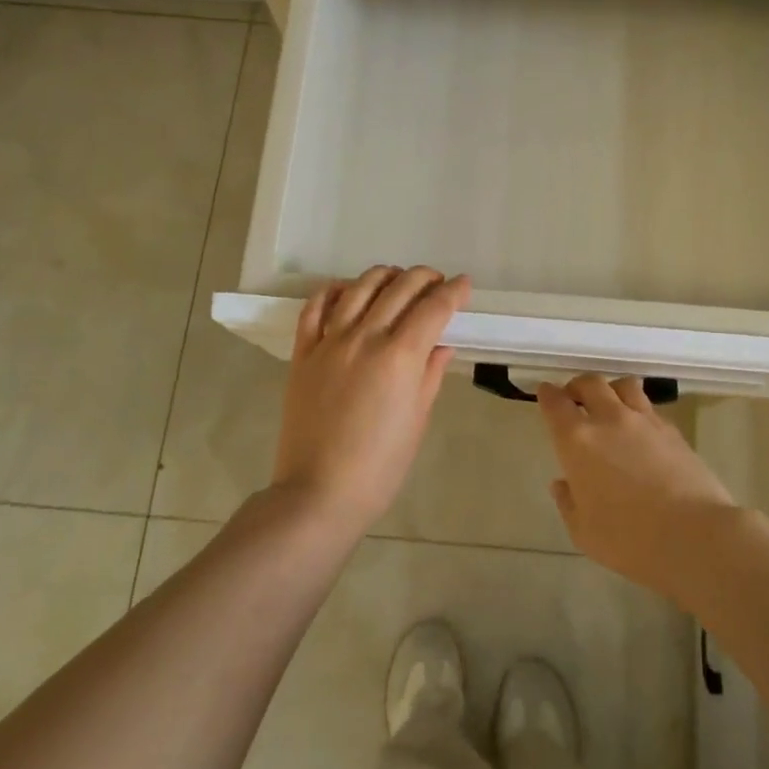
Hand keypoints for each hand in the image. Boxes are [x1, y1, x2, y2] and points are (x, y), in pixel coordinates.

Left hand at [272, 265, 470, 533]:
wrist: (318, 492)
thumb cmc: (379, 466)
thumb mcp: (417, 420)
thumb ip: (430, 375)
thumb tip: (441, 345)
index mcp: (400, 357)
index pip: (433, 308)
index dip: (453, 292)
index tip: (464, 285)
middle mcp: (365, 337)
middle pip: (400, 288)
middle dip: (425, 278)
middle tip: (437, 283)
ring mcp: (330, 341)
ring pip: (359, 288)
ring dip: (384, 276)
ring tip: (397, 280)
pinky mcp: (303, 352)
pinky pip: (315, 308)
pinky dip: (333, 291)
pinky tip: (347, 290)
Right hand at [538, 375, 738, 598]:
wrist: (694, 536)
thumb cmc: (629, 540)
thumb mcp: (583, 532)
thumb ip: (568, 502)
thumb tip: (563, 483)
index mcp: (577, 441)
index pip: (556, 403)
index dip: (548, 394)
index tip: (545, 393)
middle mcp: (609, 419)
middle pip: (590, 383)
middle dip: (578, 387)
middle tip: (575, 399)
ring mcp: (644, 421)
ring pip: (623, 385)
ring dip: (610, 389)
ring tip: (610, 404)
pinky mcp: (672, 430)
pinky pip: (649, 407)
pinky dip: (637, 410)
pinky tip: (639, 431)